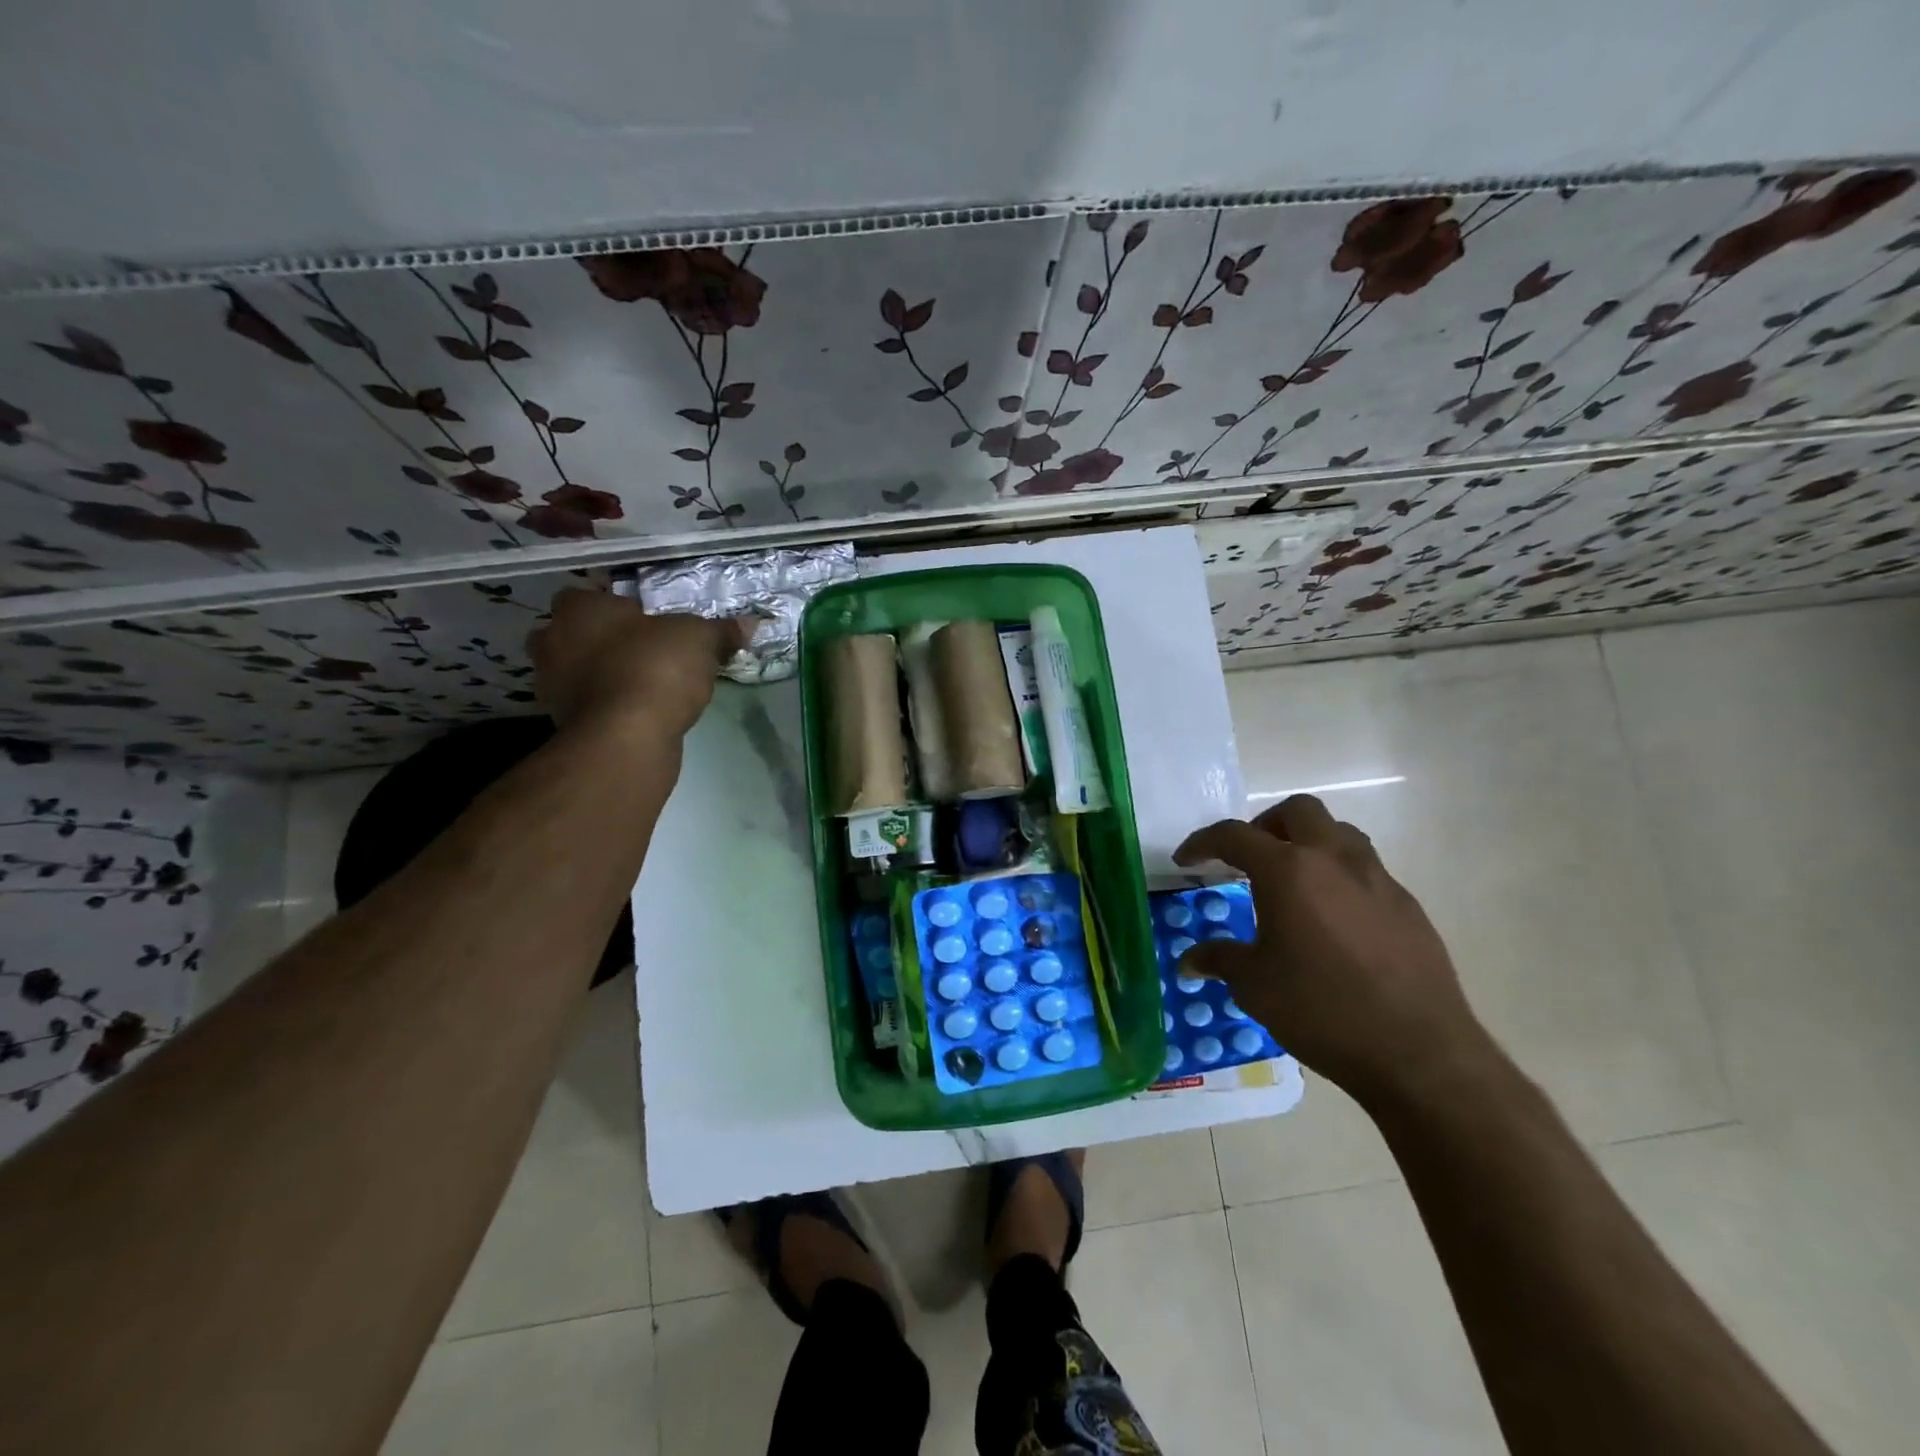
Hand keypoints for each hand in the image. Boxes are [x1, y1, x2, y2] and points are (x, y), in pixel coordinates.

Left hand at [529, 588, 744, 738]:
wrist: (627, 738)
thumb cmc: (655, 668)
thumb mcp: (700, 640)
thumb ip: (720, 630)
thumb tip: (750, 623)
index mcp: (578, 607)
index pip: (589, 593)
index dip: (616, 604)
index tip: (645, 618)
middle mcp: (552, 639)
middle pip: (576, 632)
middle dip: (603, 639)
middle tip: (643, 648)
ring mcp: (551, 684)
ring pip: (578, 669)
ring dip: (603, 673)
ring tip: (645, 681)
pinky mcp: (562, 722)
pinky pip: (589, 702)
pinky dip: (608, 703)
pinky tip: (640, 709)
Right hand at [1173, 794, 1485, 1104]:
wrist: (1419, 1053)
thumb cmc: (1322, 1010)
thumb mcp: (1255, 986)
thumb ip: (1220, 959)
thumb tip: (1189, 960)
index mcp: (1288, 871)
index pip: (1234, 836)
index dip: (1202, 843)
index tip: (1186, 860)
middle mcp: (1333, 860)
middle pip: (1297, 811)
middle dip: (1265, 825)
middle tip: (1248, 859)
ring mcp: (1377, 880)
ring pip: (1339, 833)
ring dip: (1309, 842)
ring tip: (1292, 881)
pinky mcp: (1407, 906)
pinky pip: (1367, 870)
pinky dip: (1340, 877)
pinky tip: (1334, 920)